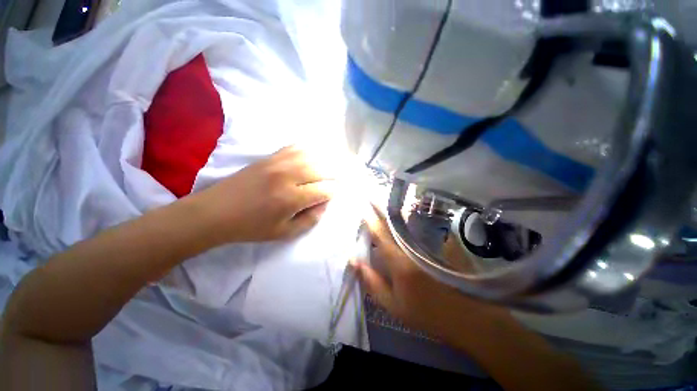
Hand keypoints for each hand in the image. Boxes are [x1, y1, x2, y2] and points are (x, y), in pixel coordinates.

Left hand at [190, 146, 335, 243]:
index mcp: (291, 199)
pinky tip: (311, 156)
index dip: (332, 192)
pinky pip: (294, 148)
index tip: (333, 194)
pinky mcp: (268, 157)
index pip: (323, 190)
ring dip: (323, 162)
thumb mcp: (284, 233)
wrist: (216, 212)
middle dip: (333, 175)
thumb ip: (309, 220)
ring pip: (310, 156)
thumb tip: (324, 205)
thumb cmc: (251, 227)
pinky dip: (307, 151)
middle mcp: (287, 176)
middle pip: (321, 170)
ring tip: (327, 168)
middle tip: (336, 180)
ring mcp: (277, 163)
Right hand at [353, 205, 517, 347]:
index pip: (381, 235)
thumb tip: (355, 261)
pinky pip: (423, 226)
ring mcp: (429, 244)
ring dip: (397, 210)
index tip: (364, 208)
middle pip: (394, 224)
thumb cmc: (426, 314)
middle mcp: (413, 248)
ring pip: (409, 222)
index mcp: (399, 262)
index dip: (371, 220)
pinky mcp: (442, 244)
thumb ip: (372, 282)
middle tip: (373, 197)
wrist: (466, 317)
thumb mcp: (393, 305)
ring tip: (387, 201)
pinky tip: (408, 213)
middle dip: (382, 209)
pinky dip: (412, 218)